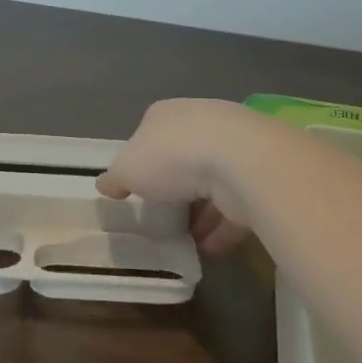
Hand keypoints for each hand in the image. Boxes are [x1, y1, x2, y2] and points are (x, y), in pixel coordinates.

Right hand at [96, 98, 260, 255]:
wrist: (240, 162)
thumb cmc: (173, 157)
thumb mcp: (127, 169)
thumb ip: (115, 178)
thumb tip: (105, 184)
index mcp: (167, 114)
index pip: (150, 134)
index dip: (142, 161)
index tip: (137, 189)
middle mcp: (202, 123)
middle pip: (183, 157)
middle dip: (174, 187)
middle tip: (162, 216)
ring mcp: (234, 148)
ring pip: (212, 182)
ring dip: (201, 211)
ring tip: (186, 239)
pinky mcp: (257, 176)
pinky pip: (235, 204)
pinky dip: (223, 226)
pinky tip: (210, 248)